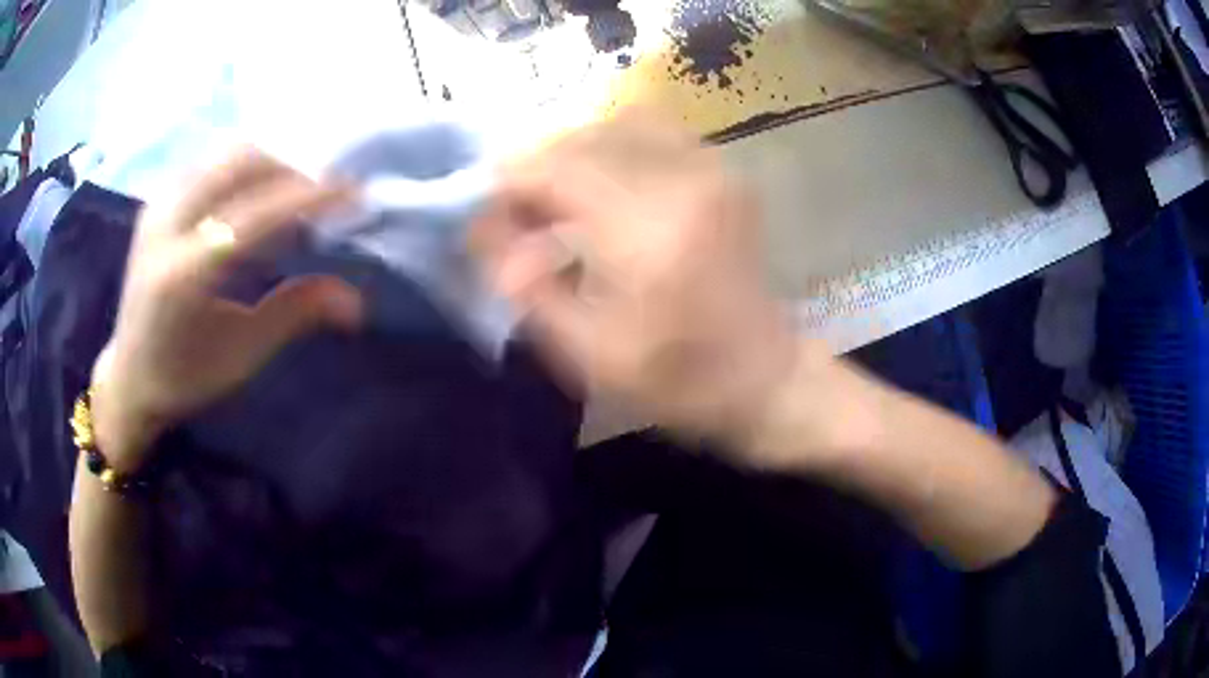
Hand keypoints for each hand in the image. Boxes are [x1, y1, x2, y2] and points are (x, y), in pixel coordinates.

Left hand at [91, 149, 362, 470]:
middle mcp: (165, 227)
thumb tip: (356, 300)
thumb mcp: (242, 355)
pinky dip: (243, 168)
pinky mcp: (156, 202)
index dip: (307, 197)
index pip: (253, 215)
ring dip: (268, 163)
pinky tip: (256, 193)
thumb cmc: (185, 376)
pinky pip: (209, 164)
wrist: (128, 376)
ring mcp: (157, 207)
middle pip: (238, 163)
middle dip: (290, 168)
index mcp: (183, 275)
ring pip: (223, 155)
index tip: (354, 191)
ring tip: (293, 193)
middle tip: (323, 193)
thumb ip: (295, 314)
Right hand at [472, 111, 812, 448]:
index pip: (554, 167)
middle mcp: (682, 181)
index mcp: (647, 232)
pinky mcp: (722, 171)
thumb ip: (527, 288)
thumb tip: (486, 233)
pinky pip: (650, 132)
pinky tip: (601, 188)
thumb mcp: (587, 355)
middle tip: (517, 214)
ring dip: (572, 155)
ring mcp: (710, 168)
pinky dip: (611, 148)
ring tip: (556, 201)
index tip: (486, 213)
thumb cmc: (678, 381)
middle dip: (536, 169)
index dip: (507, 181)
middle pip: (581, 138)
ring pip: (614, 125)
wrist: (763, 377)